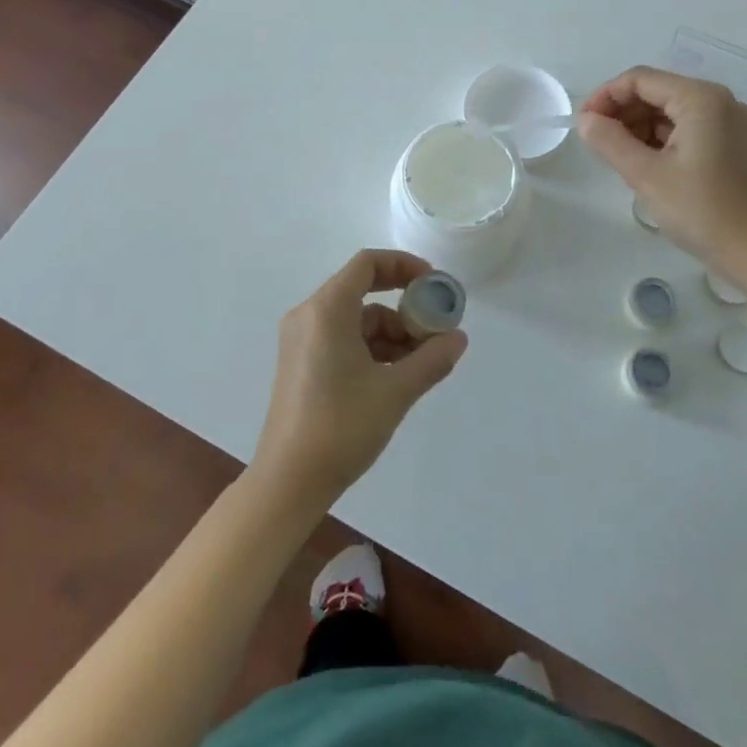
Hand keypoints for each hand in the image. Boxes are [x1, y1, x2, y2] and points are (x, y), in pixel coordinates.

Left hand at [251, 249, 468, 515]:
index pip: (367, 263)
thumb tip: (458, 338)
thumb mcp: (395, 392)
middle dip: (403, 307)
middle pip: (362, 290)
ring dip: (390, 333)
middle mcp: (309, 315)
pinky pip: (342, 337)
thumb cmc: (341, 428)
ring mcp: (301, 339)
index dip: (403, 265)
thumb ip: (431, 360)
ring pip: (355, 318)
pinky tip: (395, 376)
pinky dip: (371, 347)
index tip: (432, 284)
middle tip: (434, 327)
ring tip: (421, 363)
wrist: (288, 483)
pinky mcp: (300, 362)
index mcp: (327, 309)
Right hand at [578, 65, 746, 274]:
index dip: (605, 96)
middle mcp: (719, 102)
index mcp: (701, 99)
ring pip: (670, 111)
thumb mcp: (647, 176)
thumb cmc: (702, 211)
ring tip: (615, 156)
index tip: (582, 124)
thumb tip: (585, 120)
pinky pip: (686, 129)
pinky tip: (642, 163)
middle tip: (594, 141)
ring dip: (638, 127)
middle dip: (621, 112)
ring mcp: (729, 124)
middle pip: (656, 92)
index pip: (640, 80)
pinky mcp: (732, 146)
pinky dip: (660, 140)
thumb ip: (610, 141)